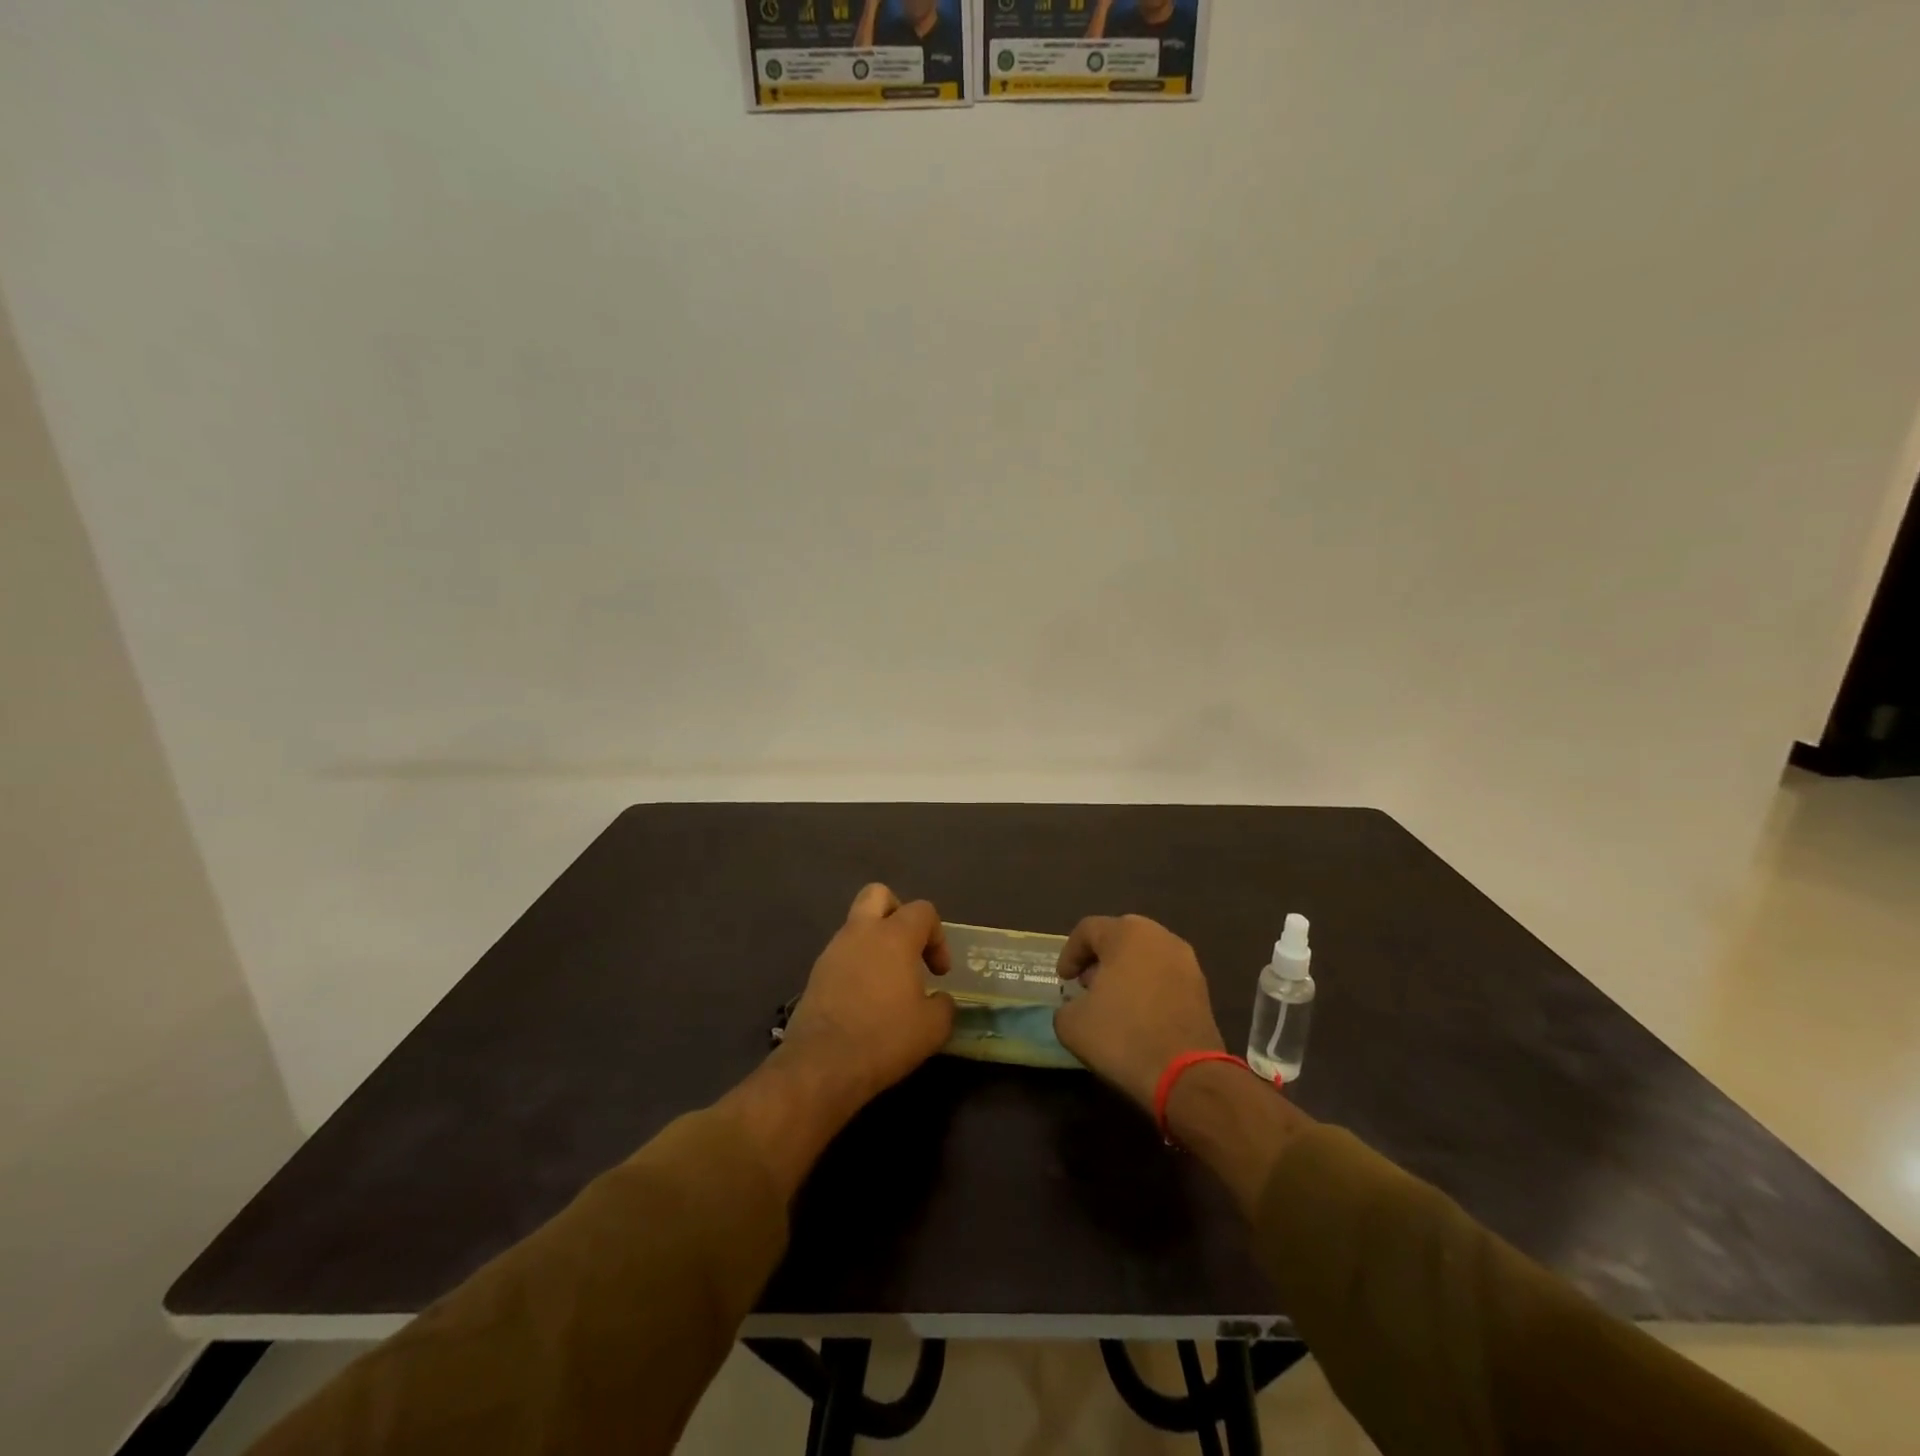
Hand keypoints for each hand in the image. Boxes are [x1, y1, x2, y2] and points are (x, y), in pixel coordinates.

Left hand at [778, 883, 955, 1114]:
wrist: (822, 1065)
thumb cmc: (884, 1038)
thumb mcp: (933, 1027)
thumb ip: (943, 1005)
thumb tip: (940, 999)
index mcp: (894, 936)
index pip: (922, 910)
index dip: (938, 936)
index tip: (939, 973)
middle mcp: (861, 932)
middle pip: (878, 894)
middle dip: (898, 913)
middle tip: (909, 948)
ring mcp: (833, 951)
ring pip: (857, 925)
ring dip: (875, 942)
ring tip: (889, 982)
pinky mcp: (815, 974)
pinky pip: (842, 954)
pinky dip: (857, 965)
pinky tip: (866, 999)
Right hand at [1053, 915, 1224, 1111]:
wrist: (1185, 1075)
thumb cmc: (1122, 1036)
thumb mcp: (1071, 1024)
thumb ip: (1066, 1006)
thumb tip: (1077, 1007)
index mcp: (1127, 933)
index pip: (1088, 929)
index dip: (1069, 953)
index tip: (1063, 980)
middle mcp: (1160, 937)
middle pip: (1120, 938)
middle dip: (1099, 959)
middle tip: (1086, 985)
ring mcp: (1187, 962)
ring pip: (1145, 957)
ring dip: (1125, 973)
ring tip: (1112, 1003)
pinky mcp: (1202, 989)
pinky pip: (1165, 977)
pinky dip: (1148, 988)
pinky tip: (1138, 1016)